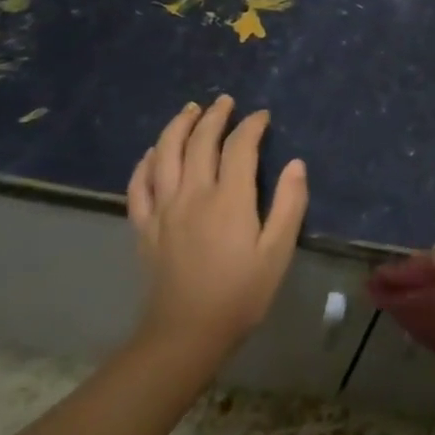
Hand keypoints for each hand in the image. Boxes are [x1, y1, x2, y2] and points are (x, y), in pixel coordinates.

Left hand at [126, 96, 308, 371]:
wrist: (187, 333)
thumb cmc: (241, 294)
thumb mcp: (278, 252)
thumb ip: (289, 204)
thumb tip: (296, 164)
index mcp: (229, 199)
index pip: (239, 147)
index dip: (251, 126)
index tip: (262, 116)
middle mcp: (192, 194)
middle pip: (199, 142)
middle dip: (214, 116)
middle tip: (225, 101)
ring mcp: (163, 209)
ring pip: (164, 154)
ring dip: (177, 127)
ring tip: (190, 110)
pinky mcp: (144, 227)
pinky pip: (138, 186)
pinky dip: (144, 163)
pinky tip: (151, 153)